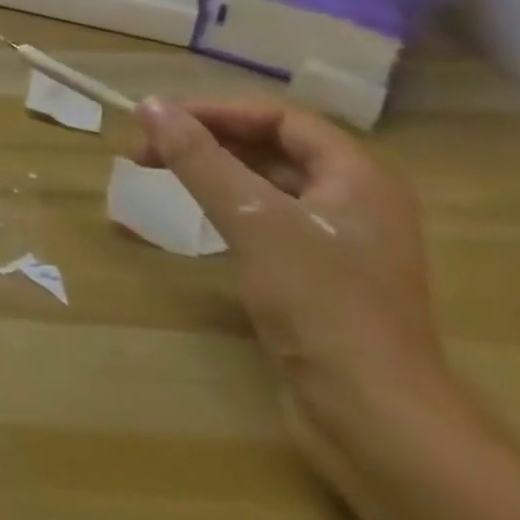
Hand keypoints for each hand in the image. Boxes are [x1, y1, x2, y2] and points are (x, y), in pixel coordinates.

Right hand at [134, 98, 460, 466]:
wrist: (373, 415)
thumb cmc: (318, 301)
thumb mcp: (251, 218)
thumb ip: (199, 158)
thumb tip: (150, 105)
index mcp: (358, 177)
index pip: (281, 118)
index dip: (218, 112)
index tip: (162, 121)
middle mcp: (358, 201)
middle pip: (274, 148)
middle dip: (208, 142)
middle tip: (147, 150)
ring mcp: (344, 242)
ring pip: (268, 186)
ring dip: (214, 173)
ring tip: (160, 175)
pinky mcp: (324, 278)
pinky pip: (269, 222)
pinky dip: (228, 208)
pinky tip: (196, 219)